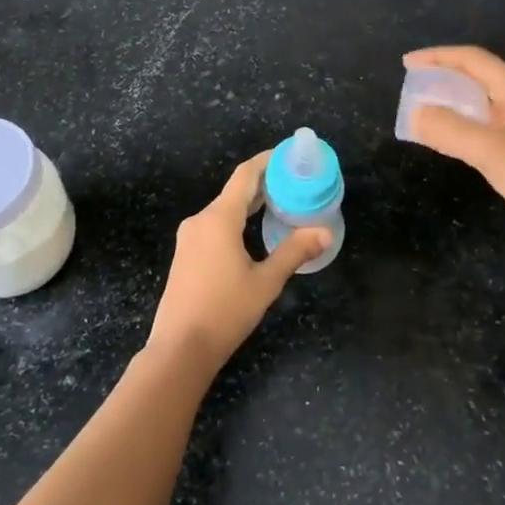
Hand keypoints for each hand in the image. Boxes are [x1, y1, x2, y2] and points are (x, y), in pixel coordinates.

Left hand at [145, 150, 329, 373]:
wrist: (179, 350)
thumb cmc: (225, 312)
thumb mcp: (266, 282)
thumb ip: (294, 252)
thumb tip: (325, 233)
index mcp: (218, 219)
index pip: (245, 175)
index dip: (267, 160)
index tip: (289, 155)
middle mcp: (200, 221)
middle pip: (234, 191)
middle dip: (264, 183)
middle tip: (294, 182)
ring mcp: (189, 238)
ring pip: (224, 209)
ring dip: (250, 203)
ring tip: (280, 204)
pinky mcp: (186, 255)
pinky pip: (214, 225)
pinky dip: (237, 220)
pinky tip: (253, 232)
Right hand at [403, 45, 504, 258]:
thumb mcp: (492, 151)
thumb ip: (451, 130)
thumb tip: (414, 113)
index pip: (472, 60)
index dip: (438, 57)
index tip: (406, 64)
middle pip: (475, 77)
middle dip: (442, 76)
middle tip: (410, 86)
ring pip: (478, 103)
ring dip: (449, 101)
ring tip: (420, 109)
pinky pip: (481, 127)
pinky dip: (459, 125)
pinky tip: (445, 138)